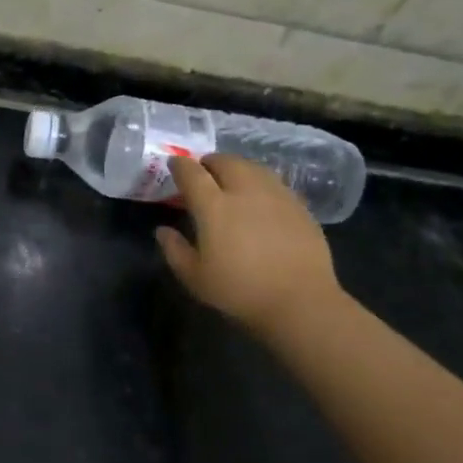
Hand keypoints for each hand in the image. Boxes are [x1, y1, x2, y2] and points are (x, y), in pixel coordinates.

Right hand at [157, 154, 342, 335]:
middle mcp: (245, 191)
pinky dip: (259, 182)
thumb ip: (175, 250)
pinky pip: (273, 182)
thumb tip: (162, 230)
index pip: (192, 173)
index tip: (174, 165)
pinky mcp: (299, 206)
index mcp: (214, 207)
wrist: (300, 301)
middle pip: (225, 162)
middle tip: (203, 173)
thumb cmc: (240, 291)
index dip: (180, 166)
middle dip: (210, 162)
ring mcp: (276, 195)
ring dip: (236, 168)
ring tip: (231, 180)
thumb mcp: (195, 277)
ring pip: (252, 167)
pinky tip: (259, 198)